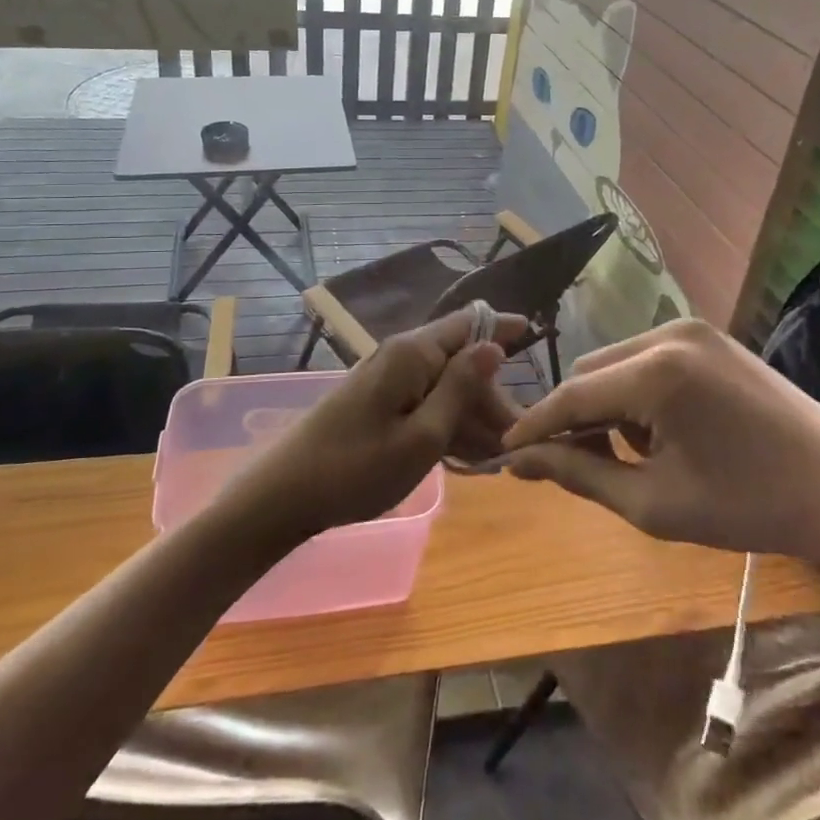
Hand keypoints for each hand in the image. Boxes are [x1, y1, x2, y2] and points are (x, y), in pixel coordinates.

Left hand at [214, 308, 528, 543]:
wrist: (283, 495)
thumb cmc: (356, 468)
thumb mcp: (423, 436)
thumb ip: (461, 388)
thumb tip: (493, 346)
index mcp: (413, 354)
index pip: (468, 323)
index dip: (502, 327)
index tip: (535, 334)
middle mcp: (401, 357)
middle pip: (460, 362)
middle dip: (491, 396)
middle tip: (517, 440)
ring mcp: (386, 381)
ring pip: (444, 388)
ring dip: (472, 417)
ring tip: (498, 459)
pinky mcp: (376, 405)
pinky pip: (423, 405)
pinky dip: (446, 427)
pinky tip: (466, 460)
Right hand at [498, 319, 819, 577]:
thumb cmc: (750, 507)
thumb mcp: (654, 502)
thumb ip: (578, 474)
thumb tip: (519, 462)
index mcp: (655, 372)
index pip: (571, 395)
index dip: (533, 426)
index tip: (503, 454)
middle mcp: (668, 333)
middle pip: (589, 372)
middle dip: (575, 417)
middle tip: (578, 466)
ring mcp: (693, 329)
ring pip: (615, 362)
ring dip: (606, 405)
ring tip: (632, 455)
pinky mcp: (710, 336)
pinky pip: (647, 358)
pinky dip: (636, 392)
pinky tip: (663, 431)